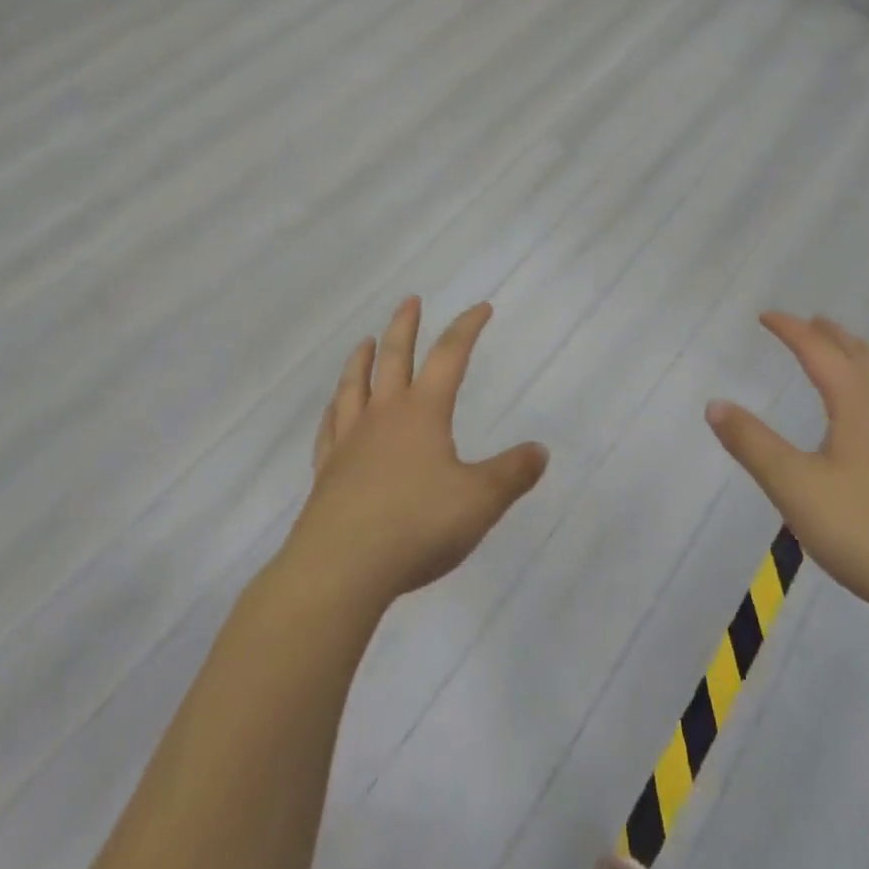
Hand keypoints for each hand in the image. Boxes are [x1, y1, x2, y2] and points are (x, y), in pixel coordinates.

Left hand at [285, 298, 548, 609]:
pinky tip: (334, 409)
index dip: (467, 328)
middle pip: (394, 358)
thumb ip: (512, 473)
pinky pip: (330, 429)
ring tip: (367, 341)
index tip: (481, 307)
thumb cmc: (416, 526)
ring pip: (355, 386)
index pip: (450, 356)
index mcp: (423, 412)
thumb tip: (541, 450)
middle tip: (410, 300)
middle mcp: (384, 415)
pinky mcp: (327, 472)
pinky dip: (334, 410)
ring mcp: (350, 442)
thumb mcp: (480, 501)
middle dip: (405, 325)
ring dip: (362, 359)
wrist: (340, 568)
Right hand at [706, 312, 868, 626]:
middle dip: (828, 334)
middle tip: (805, 323)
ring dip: (858, 353)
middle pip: (858, 354)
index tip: (765, 316)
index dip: (790, 329)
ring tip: (844, 351)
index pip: (818, 350)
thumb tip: (715, 404)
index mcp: (856, 401)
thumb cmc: (865, 530)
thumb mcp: (794, 486)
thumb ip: (752, 443)